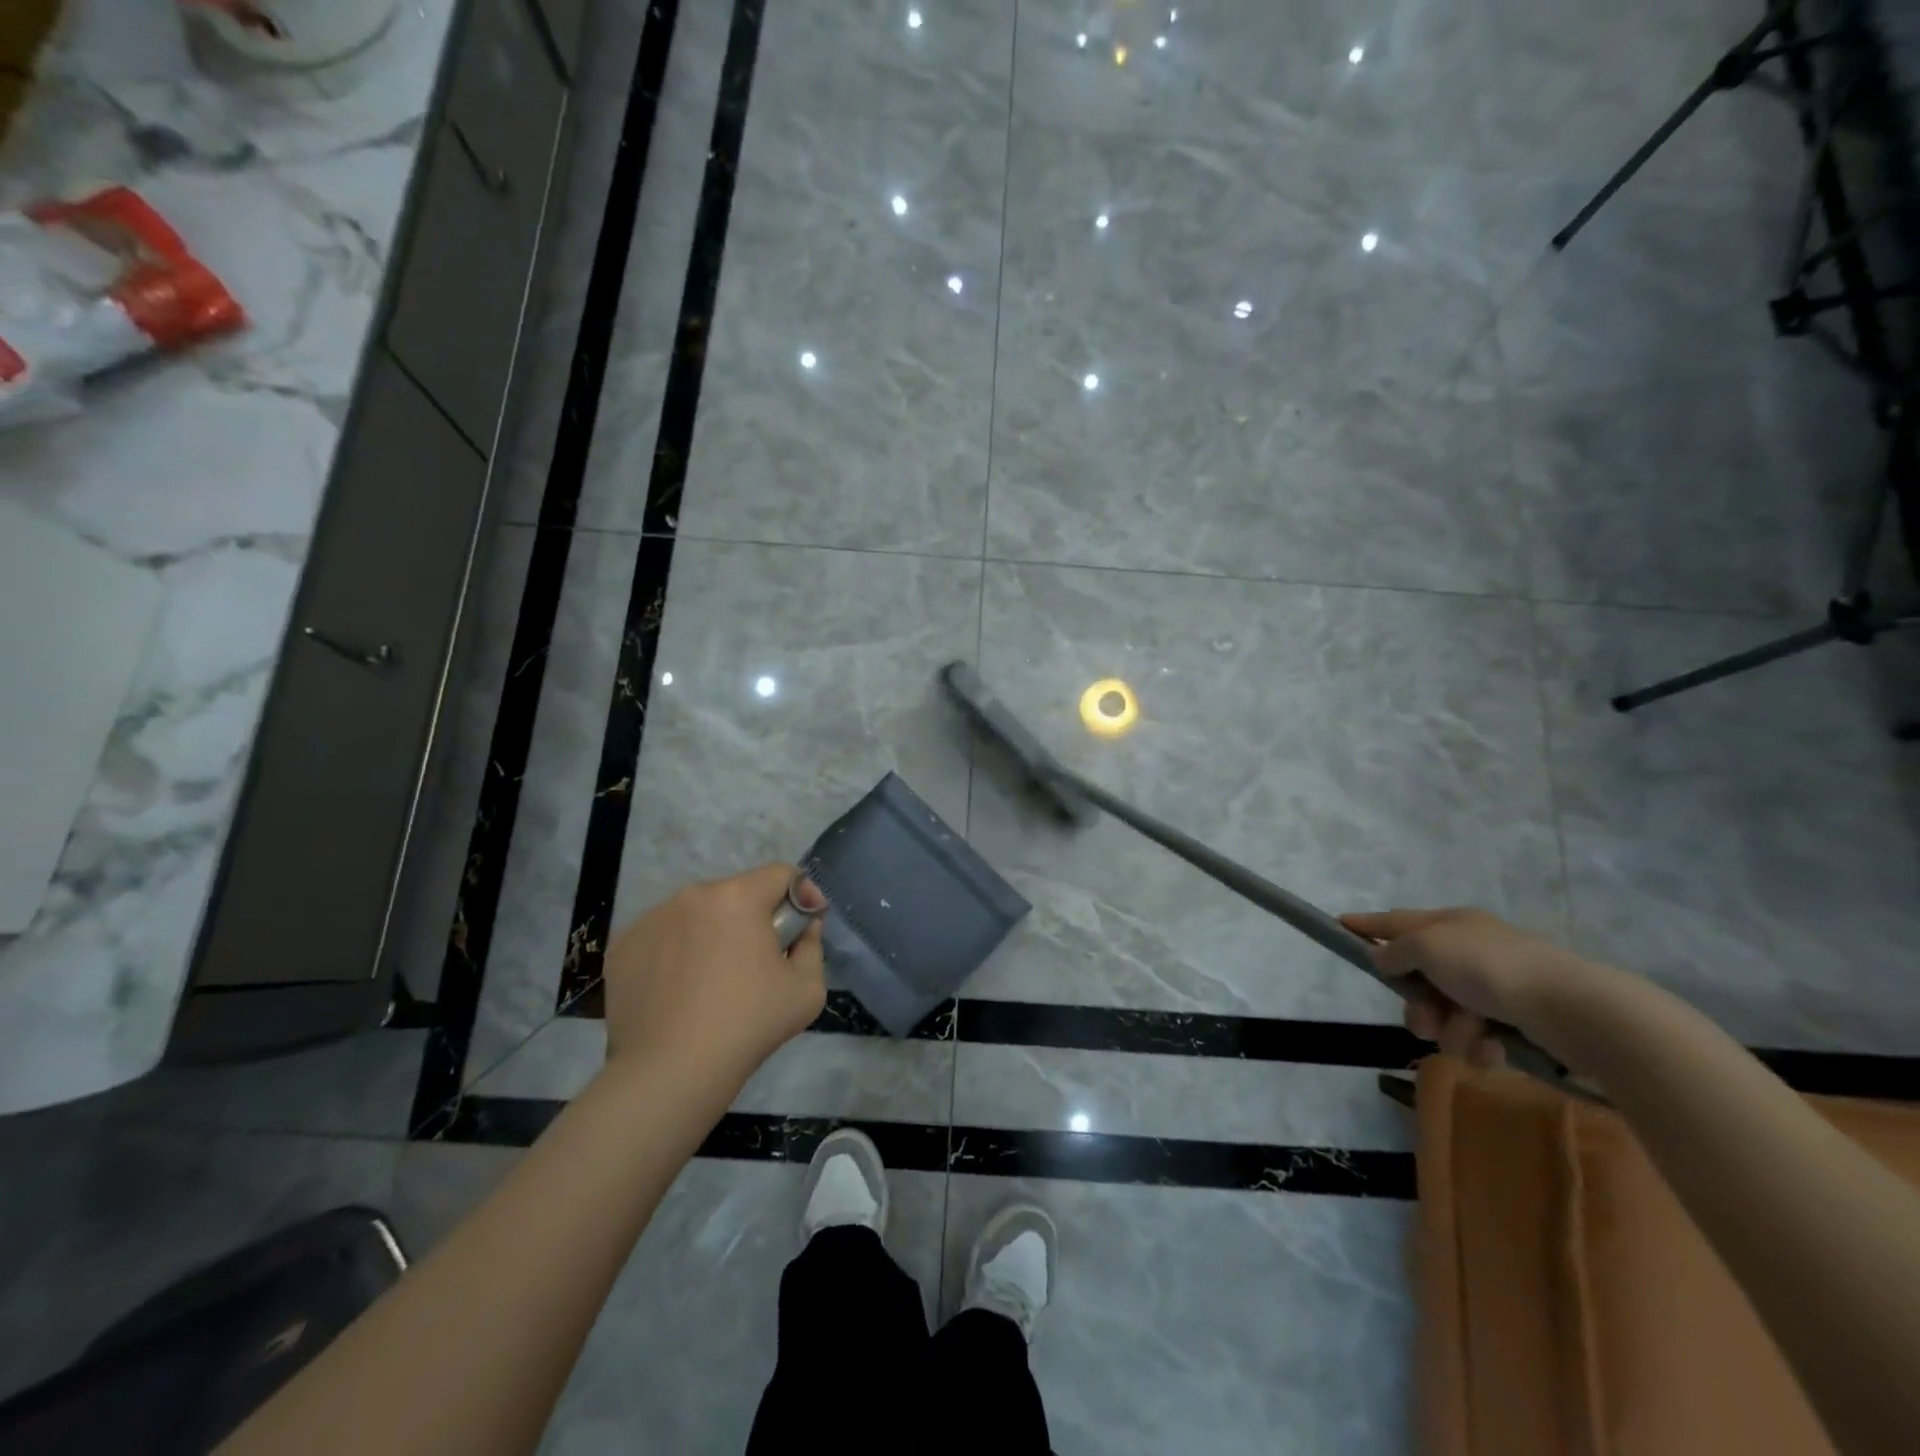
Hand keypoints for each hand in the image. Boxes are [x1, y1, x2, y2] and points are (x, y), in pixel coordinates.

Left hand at [602, 864, 826, 1088]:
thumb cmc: (747, 1026)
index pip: (780, 874)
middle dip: (754, 918)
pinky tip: (679, 990)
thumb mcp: (808, 990)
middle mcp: (691, 896)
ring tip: (714, 979)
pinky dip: (677, 952)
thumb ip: (813, 945)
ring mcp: (651, 919)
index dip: (800, 894)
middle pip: (736, 894)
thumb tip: (804, 926)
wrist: (669, 1073)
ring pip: (697, 914)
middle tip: (758, 961)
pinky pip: (663, 937)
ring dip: (713, 932)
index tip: (803, 925)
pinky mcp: (623, 946)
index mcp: (738, 897)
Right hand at [1339, 907, 1597, 1066]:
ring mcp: (1497, 987)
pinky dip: (1479, 1044)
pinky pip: (1478, 1035)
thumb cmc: (1490, 968)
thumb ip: (1397, 951)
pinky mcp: (1518, 1021)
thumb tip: (1383, 957)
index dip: (1368, 924)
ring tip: (1469, 1037)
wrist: (1571, 1010)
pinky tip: (1492, 1048)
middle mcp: (1472, 951)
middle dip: (1418, 1005)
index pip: (1397, 921)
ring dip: (1449, 1029)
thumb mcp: (1429, 948)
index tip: (1340, 924)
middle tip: (1422, 1021)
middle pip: (1421, 978)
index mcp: (1452, 925)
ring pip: (1447, 1013)